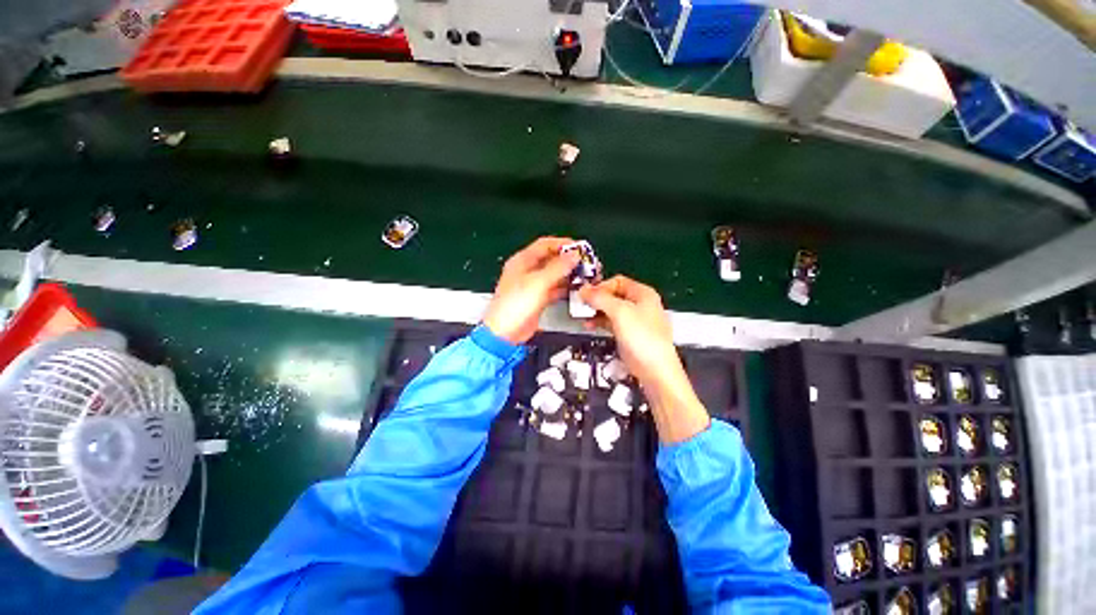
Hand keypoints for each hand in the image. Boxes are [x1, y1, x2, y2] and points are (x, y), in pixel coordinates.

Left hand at [483, 237, 580, 343]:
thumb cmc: (515, 305)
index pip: (545, 244)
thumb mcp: (538, 282)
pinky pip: (554, 289)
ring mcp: (533, 285)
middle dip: (569, 260)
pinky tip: (576, 289)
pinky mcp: (538, 299)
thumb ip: (558, 267)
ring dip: (569, 274)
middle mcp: (527, 271)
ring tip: (585, 276)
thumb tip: (574, 255)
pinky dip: (565, 288)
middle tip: (585, 263)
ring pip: (554, 274)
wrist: (506, 333)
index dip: (563, 244)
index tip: (579, 248)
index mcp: (522, 261)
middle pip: (551, 259)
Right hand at [579, 275, 709, 443]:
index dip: (601, 286)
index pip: (618, 281)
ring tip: (582, 316)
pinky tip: (589, 326)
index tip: (586, 294)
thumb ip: (600, 298)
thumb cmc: (640, 336)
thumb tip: (582, 289)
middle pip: (613, 294)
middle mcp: (640, 304)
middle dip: (597, 299)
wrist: (654, 369)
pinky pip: (611, 322)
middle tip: (581, 305)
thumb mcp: (619, 312)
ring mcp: (634, 320)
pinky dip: (600, 322)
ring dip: (596, 311)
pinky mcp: (628, 334)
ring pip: (611, 309)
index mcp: (643, 293)